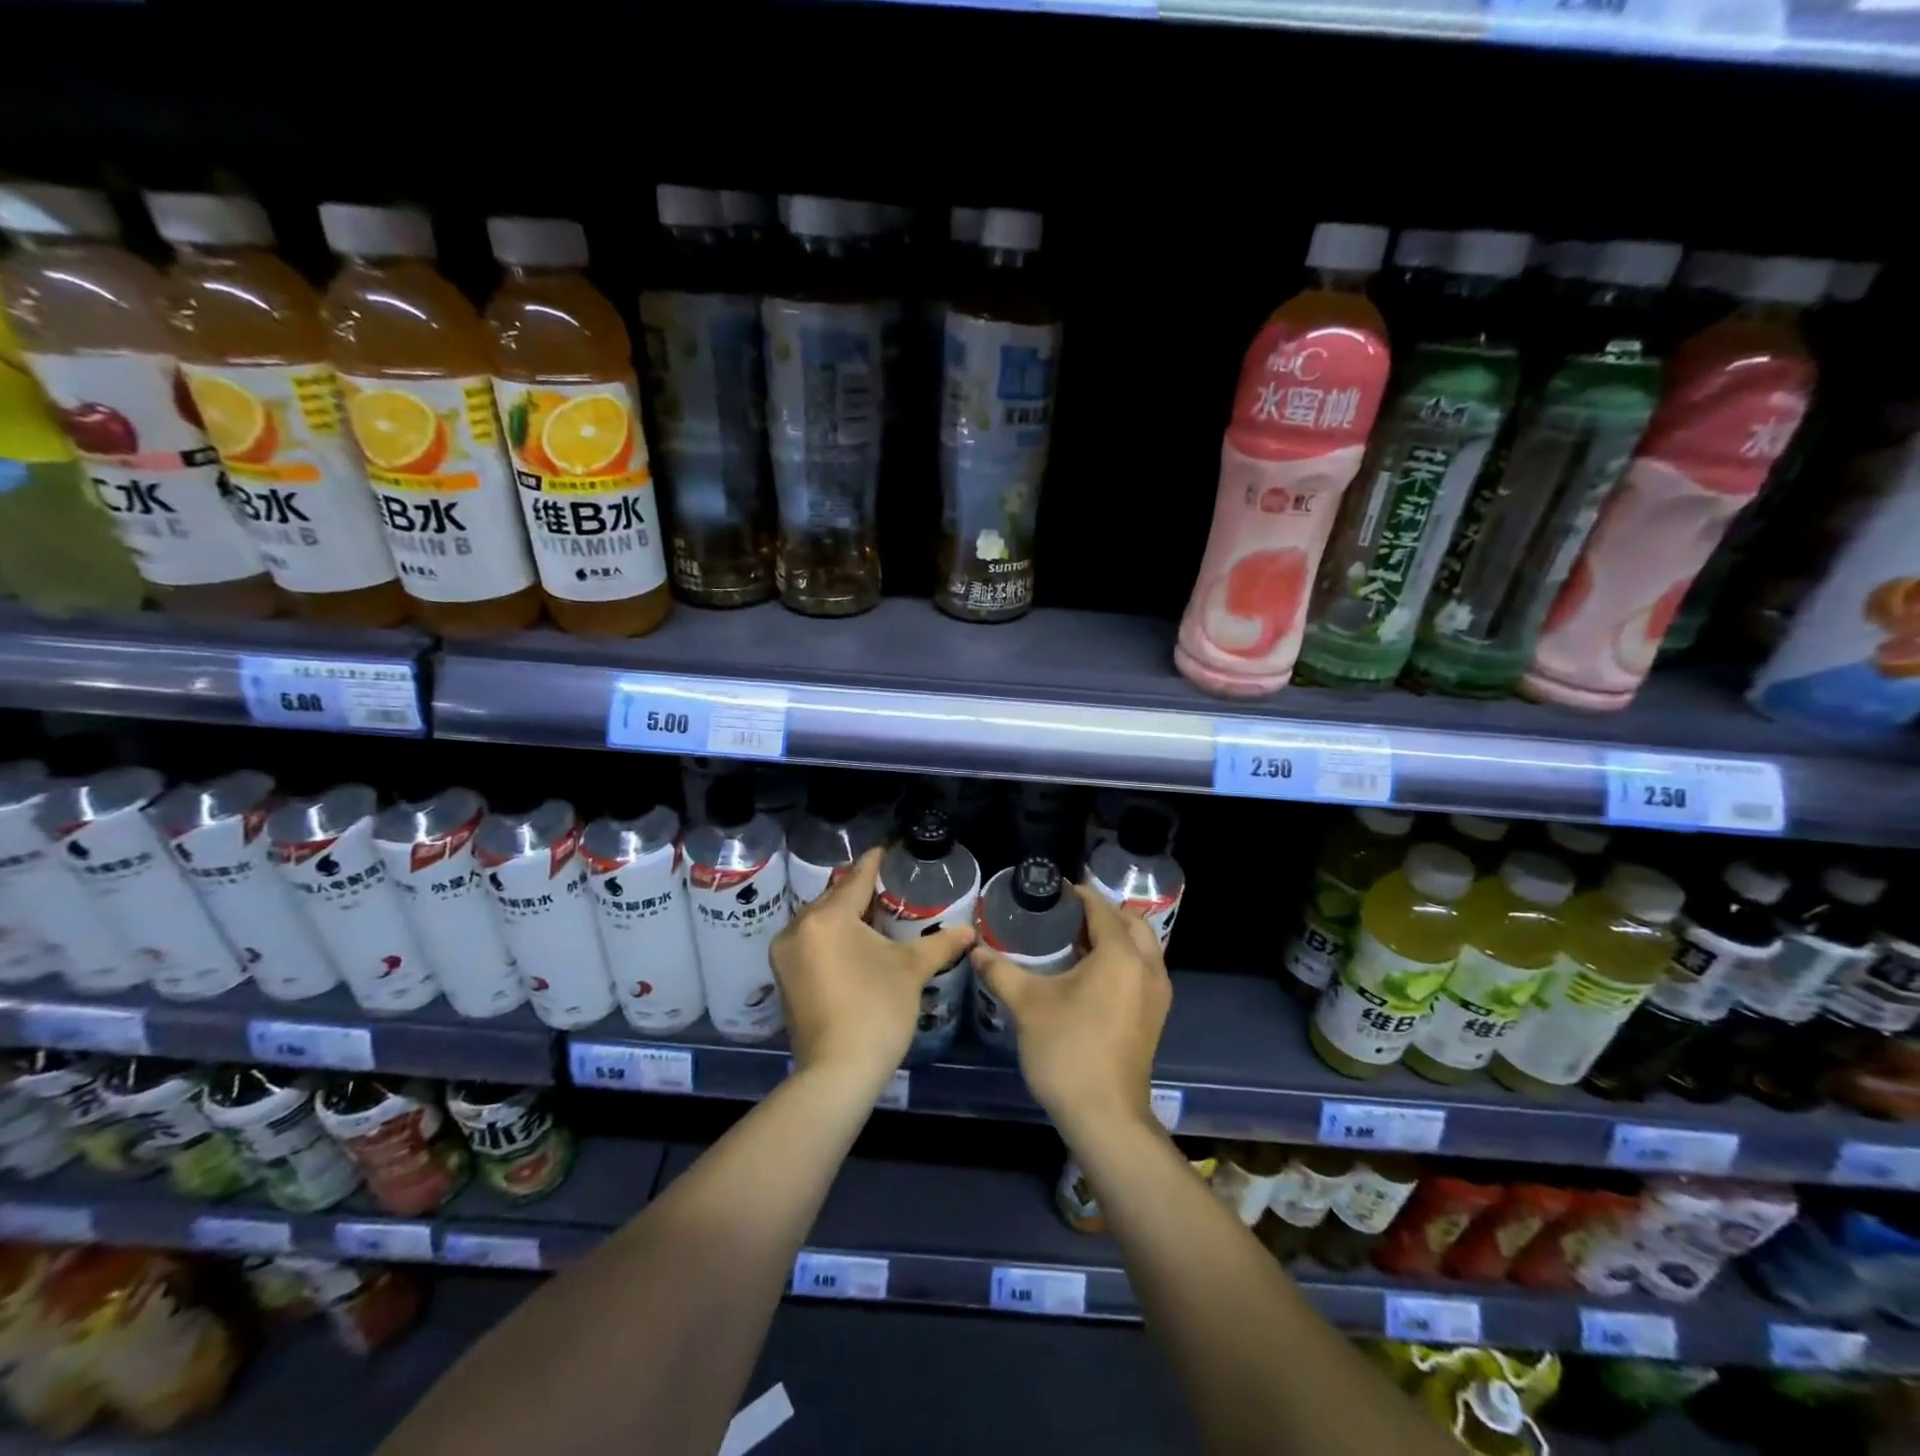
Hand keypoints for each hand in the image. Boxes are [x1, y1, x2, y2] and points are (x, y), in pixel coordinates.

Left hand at [771, 848, 974, 1086]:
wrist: (837, 1072)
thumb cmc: (877, 1010)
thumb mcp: (911, 970)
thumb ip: (940, 943)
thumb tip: (970, 930)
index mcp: (828, 918)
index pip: (856, 879)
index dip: (874, 863)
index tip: (886, 849)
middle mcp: (798, 928)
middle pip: (833, 898)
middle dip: (858, 890)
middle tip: (886, 884)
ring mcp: (785, 955)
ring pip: (818, 921)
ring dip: (842, 915)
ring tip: (871, 913)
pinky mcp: (783, 979)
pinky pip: (809, 942)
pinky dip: (829, 937)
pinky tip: (851, 944)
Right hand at [970, 883, 1169, 1138]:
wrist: (1105, 1116)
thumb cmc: (1067, 1051)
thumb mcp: (1027, 1005)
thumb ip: (1000, 971)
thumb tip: (975, 949)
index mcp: (1121, 955)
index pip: (1102, 909)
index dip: (1079, 896)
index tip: (1053, 892)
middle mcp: (1148, 967)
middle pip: (1131, 923)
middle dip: (1102, 913)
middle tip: (1066, 915)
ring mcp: (1157, 994)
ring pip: (1143, 947)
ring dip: (1116, 936)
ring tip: (1077, 941)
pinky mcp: (1155, 1015)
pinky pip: (1143, 969)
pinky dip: (1123, 959)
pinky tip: (1091, 973)